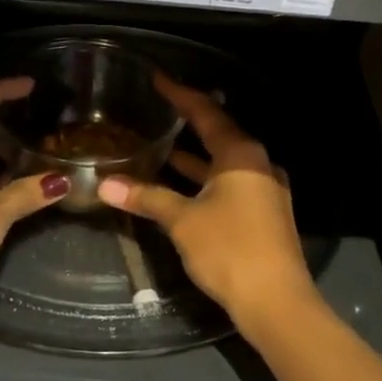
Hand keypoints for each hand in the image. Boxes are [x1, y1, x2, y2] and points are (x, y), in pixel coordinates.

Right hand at [97, 75, 315, 324]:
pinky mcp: (263, 214)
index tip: (158, 79)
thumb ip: (146, 197)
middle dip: (189, 122)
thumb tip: (105, 184)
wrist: (276, 301)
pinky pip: (229, 183)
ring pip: (223, 162)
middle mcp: (257, 164)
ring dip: (194, 156)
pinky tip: (181, 186)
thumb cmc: (229, 249)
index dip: (180, 95)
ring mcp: (264, 190)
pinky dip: (204, 179)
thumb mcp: (183, 220)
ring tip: (162, 145)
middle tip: (159, 108)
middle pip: (219, 134)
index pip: (206, 113)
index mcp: (241, 155)